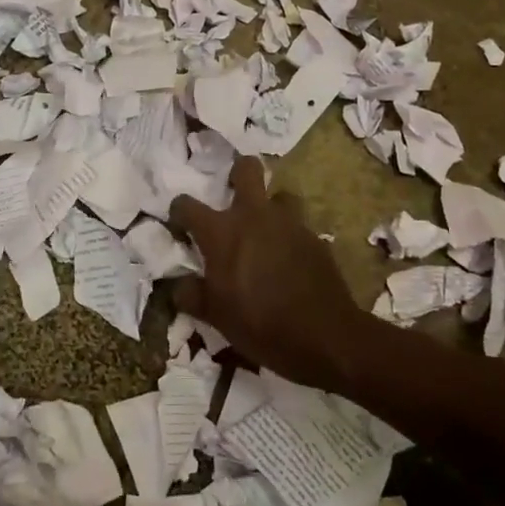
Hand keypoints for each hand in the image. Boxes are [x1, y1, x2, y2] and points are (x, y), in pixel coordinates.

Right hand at [168, 156, 365, 391]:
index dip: (179, 212)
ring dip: (271, 208)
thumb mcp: (216, 317)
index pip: (187, 205)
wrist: (324, 336)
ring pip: (280, 196)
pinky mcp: (315, 239)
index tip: (180, 225)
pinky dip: (290, 238)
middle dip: (238, 172)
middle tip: (233, 192)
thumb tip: (180, 285)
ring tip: (267, 232)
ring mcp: (289, 224)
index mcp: (222, 232)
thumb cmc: (260, 324)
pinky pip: (299, 227)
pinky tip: (290, 261)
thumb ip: (192, 296)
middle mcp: (254, 216)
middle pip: (247, 169)